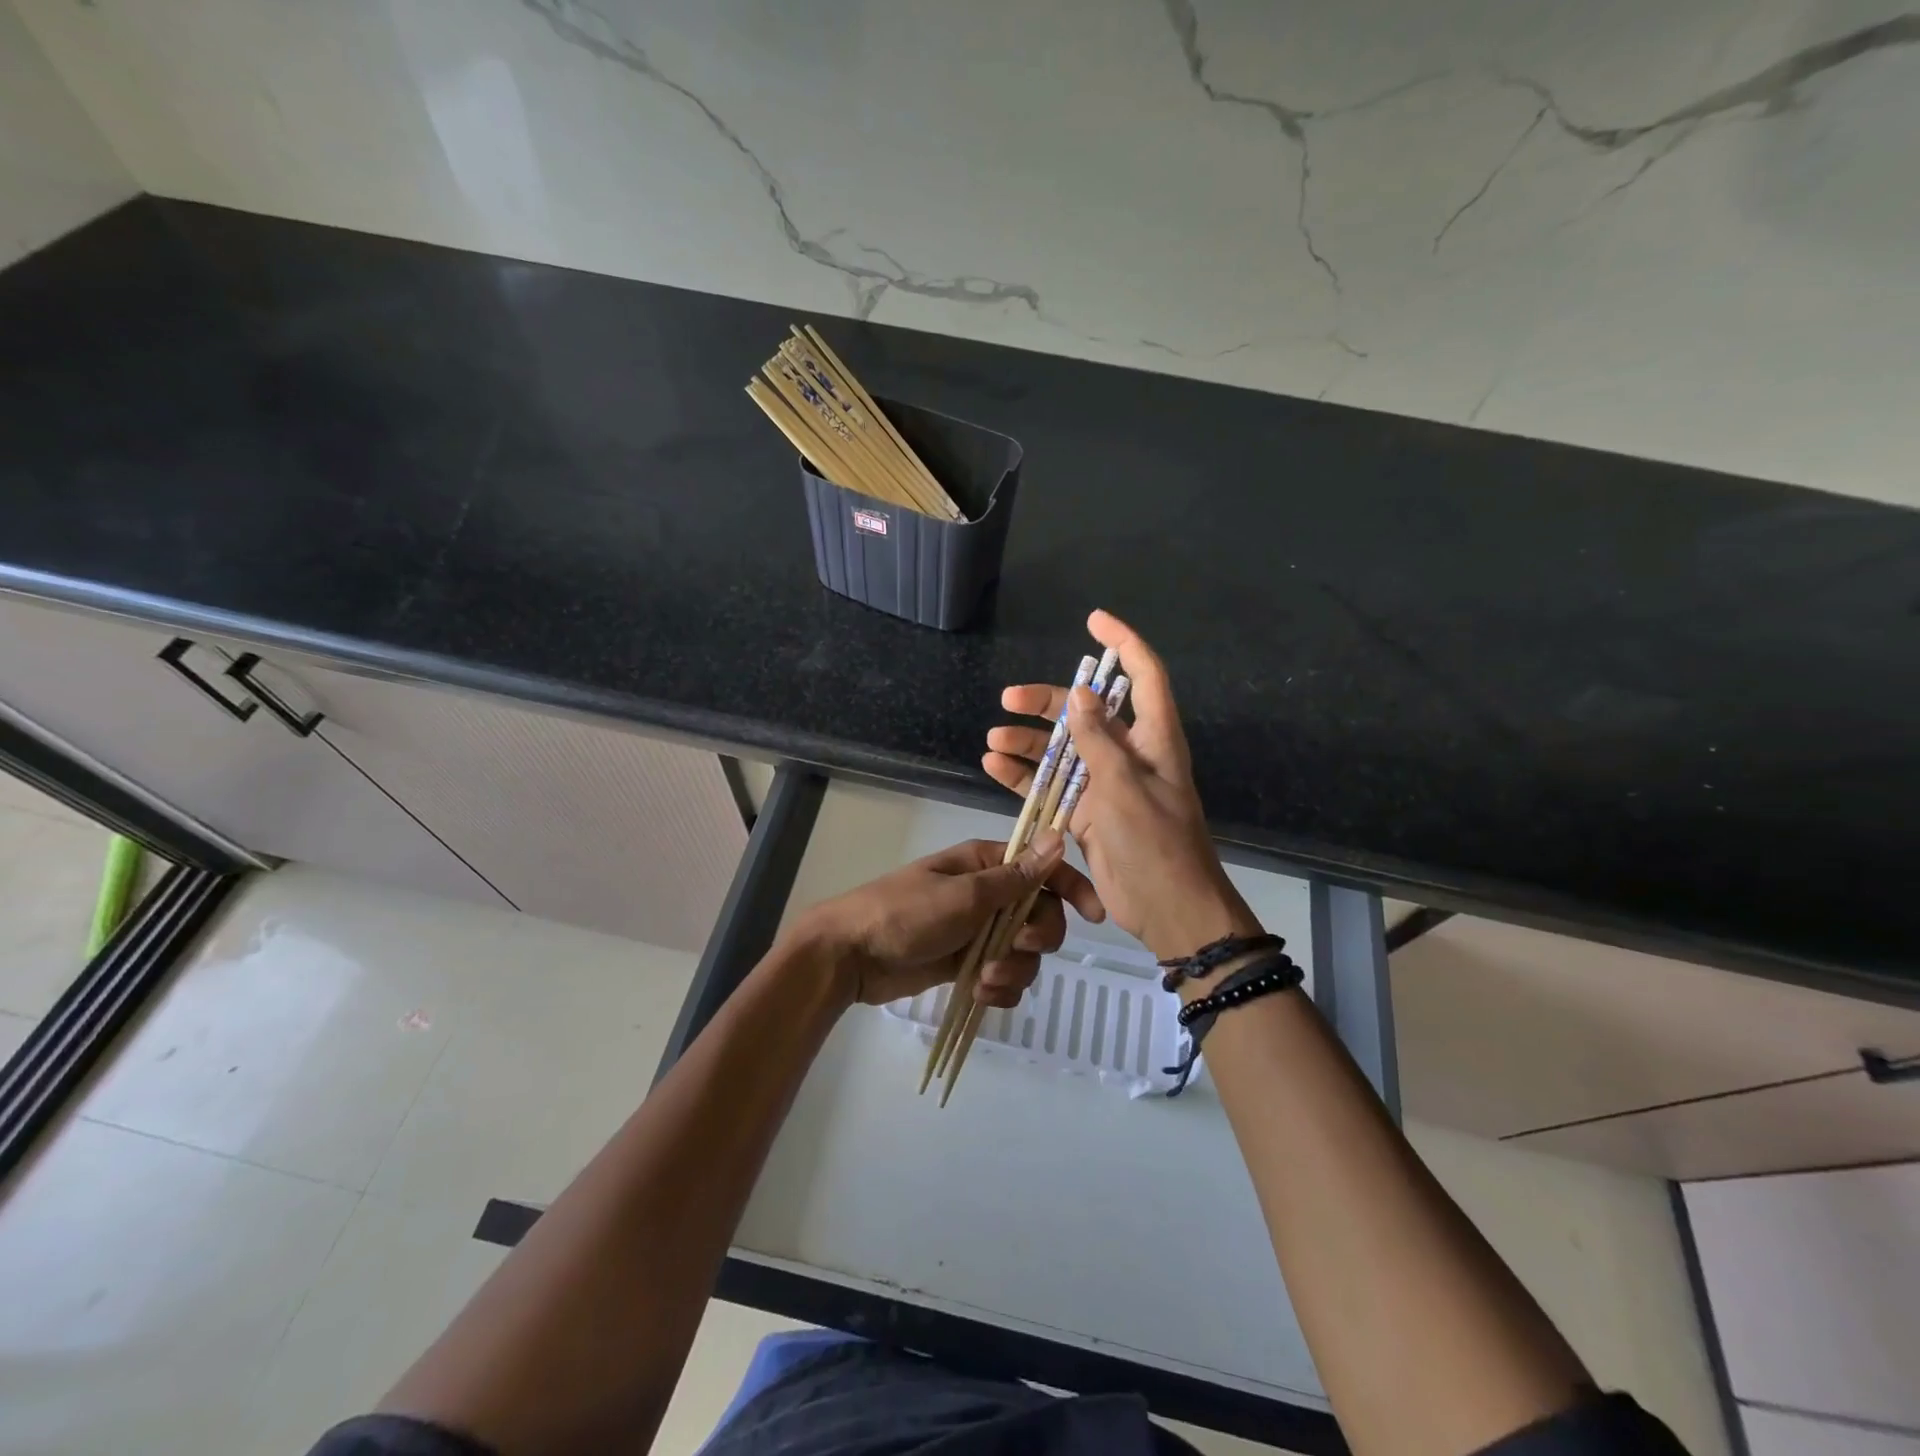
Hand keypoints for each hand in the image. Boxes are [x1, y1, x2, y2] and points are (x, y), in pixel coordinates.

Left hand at [795, 834, 1103, 1007]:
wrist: (851, 955)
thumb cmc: (906, 914)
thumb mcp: (965, 895)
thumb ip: (1016, 877)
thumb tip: (1057, 837)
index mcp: (987, 865)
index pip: (1044, 869)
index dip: (1073, 888)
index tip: (1094, 917)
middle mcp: (988, 895)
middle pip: (1042, 915)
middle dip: (1036, 939)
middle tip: (1014, 948)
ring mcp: (979, 931)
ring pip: (1026, 953)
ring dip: (1015, 971)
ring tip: (984, 980)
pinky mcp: (968, 963)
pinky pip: (1005, 978)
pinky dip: (1000, 990)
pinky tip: (981, 995)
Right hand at [984, 609, 1259, 960]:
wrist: (1168, 910)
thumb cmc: (1156, 844)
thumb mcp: (1125, 787)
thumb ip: (1099, 740)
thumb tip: (1079, 695)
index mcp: (1153, 739)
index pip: (1143, 676)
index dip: (1122, 643)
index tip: (1093, 621)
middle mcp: (1129, 754)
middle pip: (1086, 712)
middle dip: (1047, 702)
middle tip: (1008, 700)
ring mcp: (1106, 784)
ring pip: (1062, 750)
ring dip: (1028, 743)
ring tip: (993, 741)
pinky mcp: (1087, 813)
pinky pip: (1053, 785)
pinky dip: (1026, 776)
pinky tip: (995, 768)